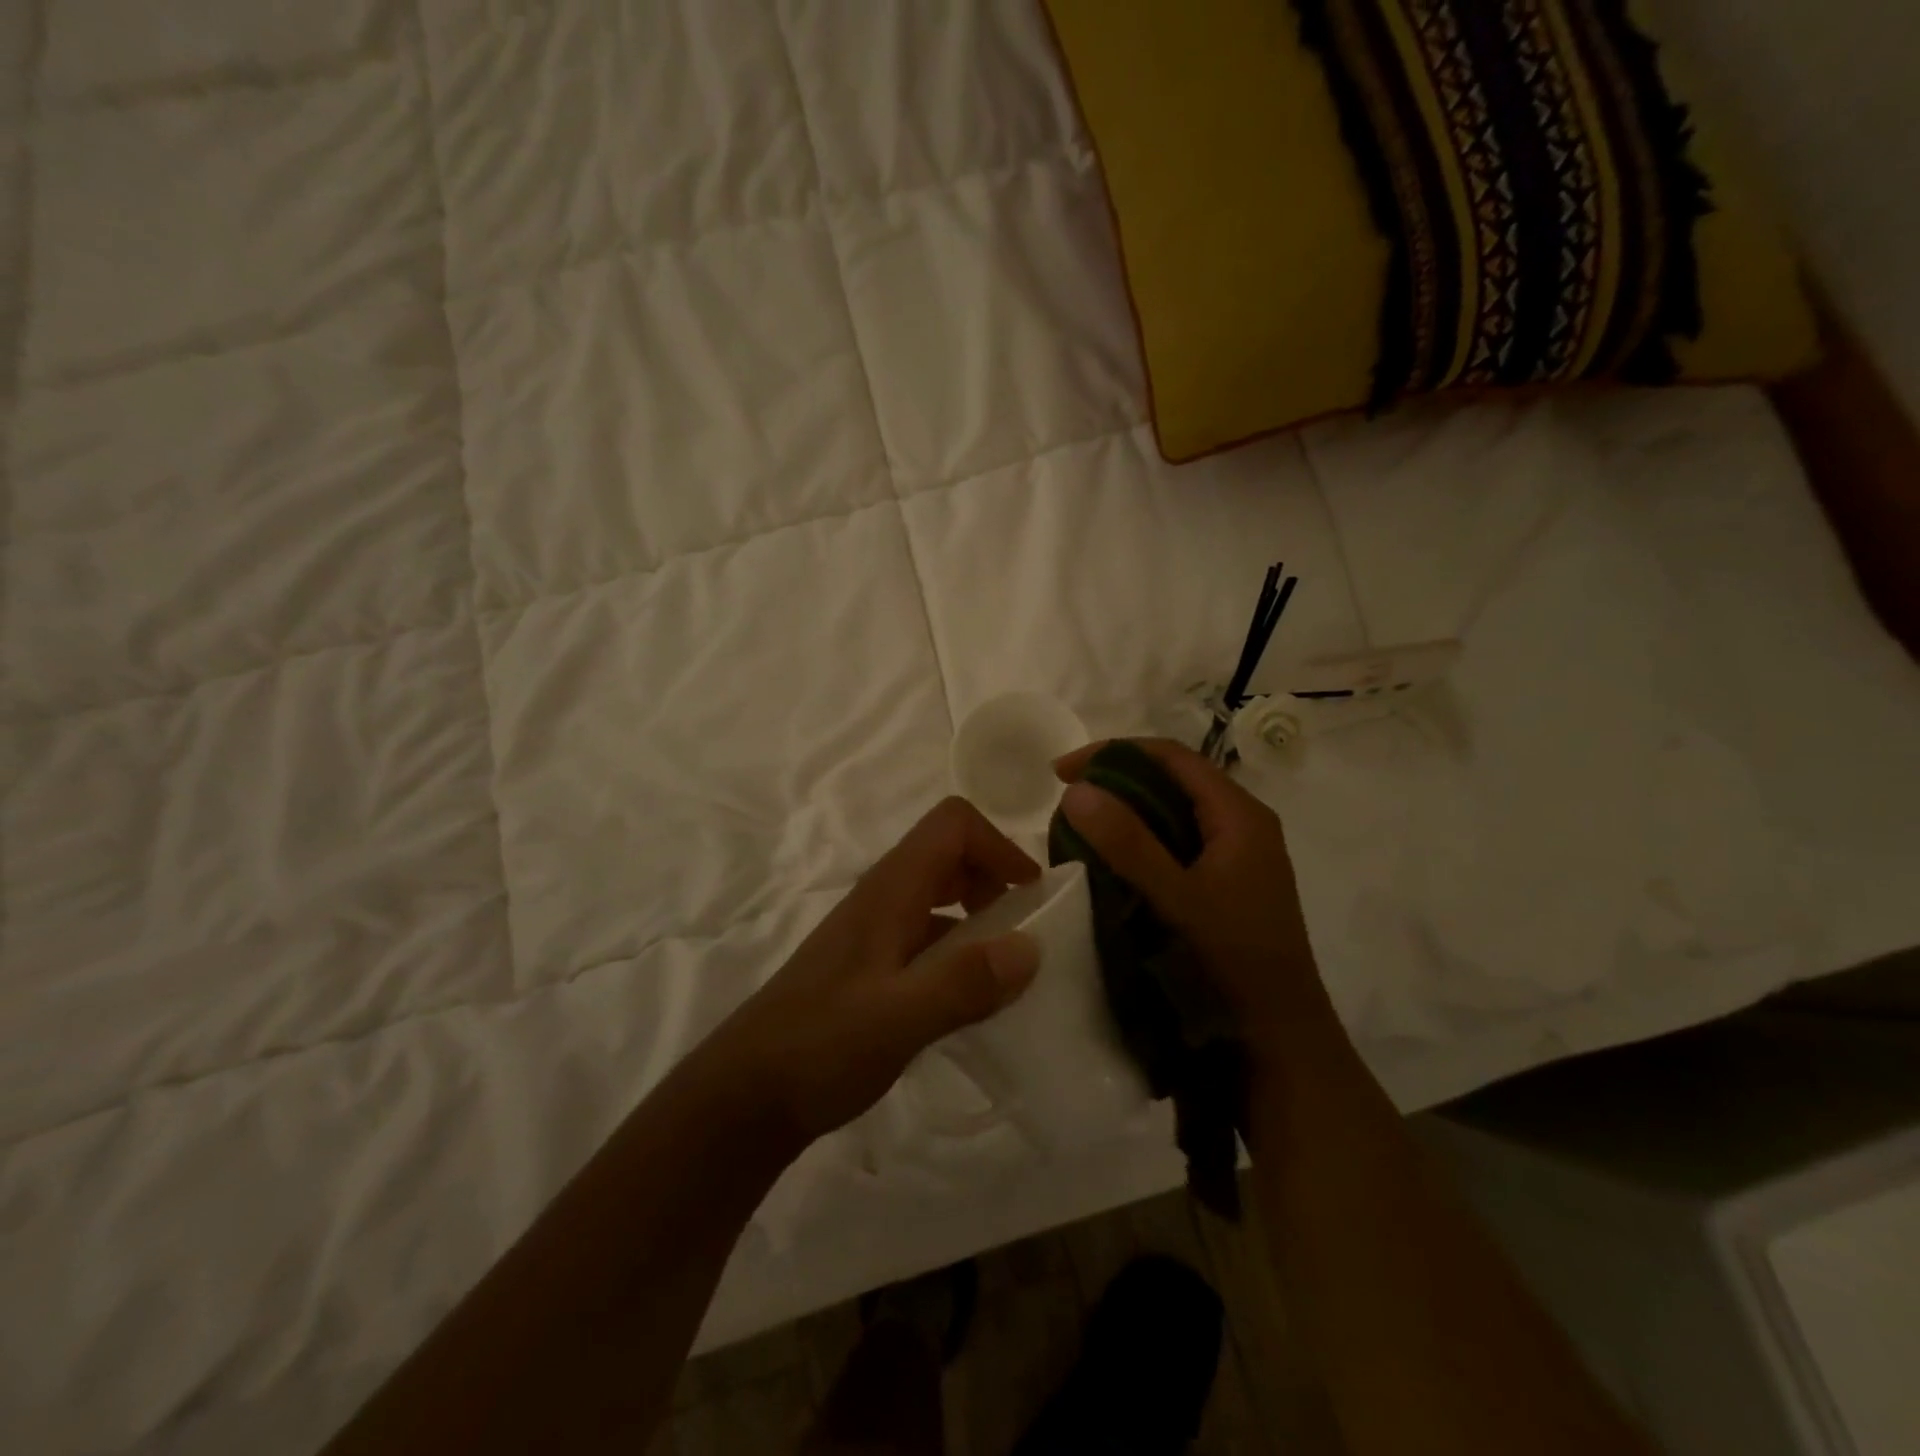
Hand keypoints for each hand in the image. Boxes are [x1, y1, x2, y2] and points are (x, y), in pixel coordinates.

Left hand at [706, 798, 1042, 1148]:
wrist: (747, 1094)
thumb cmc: (820, 1047)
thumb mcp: (898, 1019)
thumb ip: (963, 981)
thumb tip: (1032, 946)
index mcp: (890, 891)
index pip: (951, 824)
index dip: (998, 844)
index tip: (1029, 896)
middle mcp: (882, 898)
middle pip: (948, 851)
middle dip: (994, 876)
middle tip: (1023, 929)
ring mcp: (873, 930)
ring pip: (938, 893)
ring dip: (978, 913)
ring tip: (1006, 966)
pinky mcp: (870, 964)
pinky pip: (926, 933)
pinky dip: (957, 947)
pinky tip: (968, 997)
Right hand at [1054, 738, 1334, 1045]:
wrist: (1279, 1041)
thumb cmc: (1234, 964)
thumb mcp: (1178, 899)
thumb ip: (1128, 844)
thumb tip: (1075, 789)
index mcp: (1240, 816)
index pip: (1172, 757)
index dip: (1114, 752)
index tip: (1062, 771)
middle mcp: (1242, 826)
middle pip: (1172, 781)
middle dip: (1116, 782)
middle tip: (1066, 801)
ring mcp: (1236, 858)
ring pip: (1173, 814)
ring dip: (1126, 814)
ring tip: (1079, 829)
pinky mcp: (1226, 886)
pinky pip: (1176, 846)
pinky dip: (1139, 844)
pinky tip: (1110, 865)